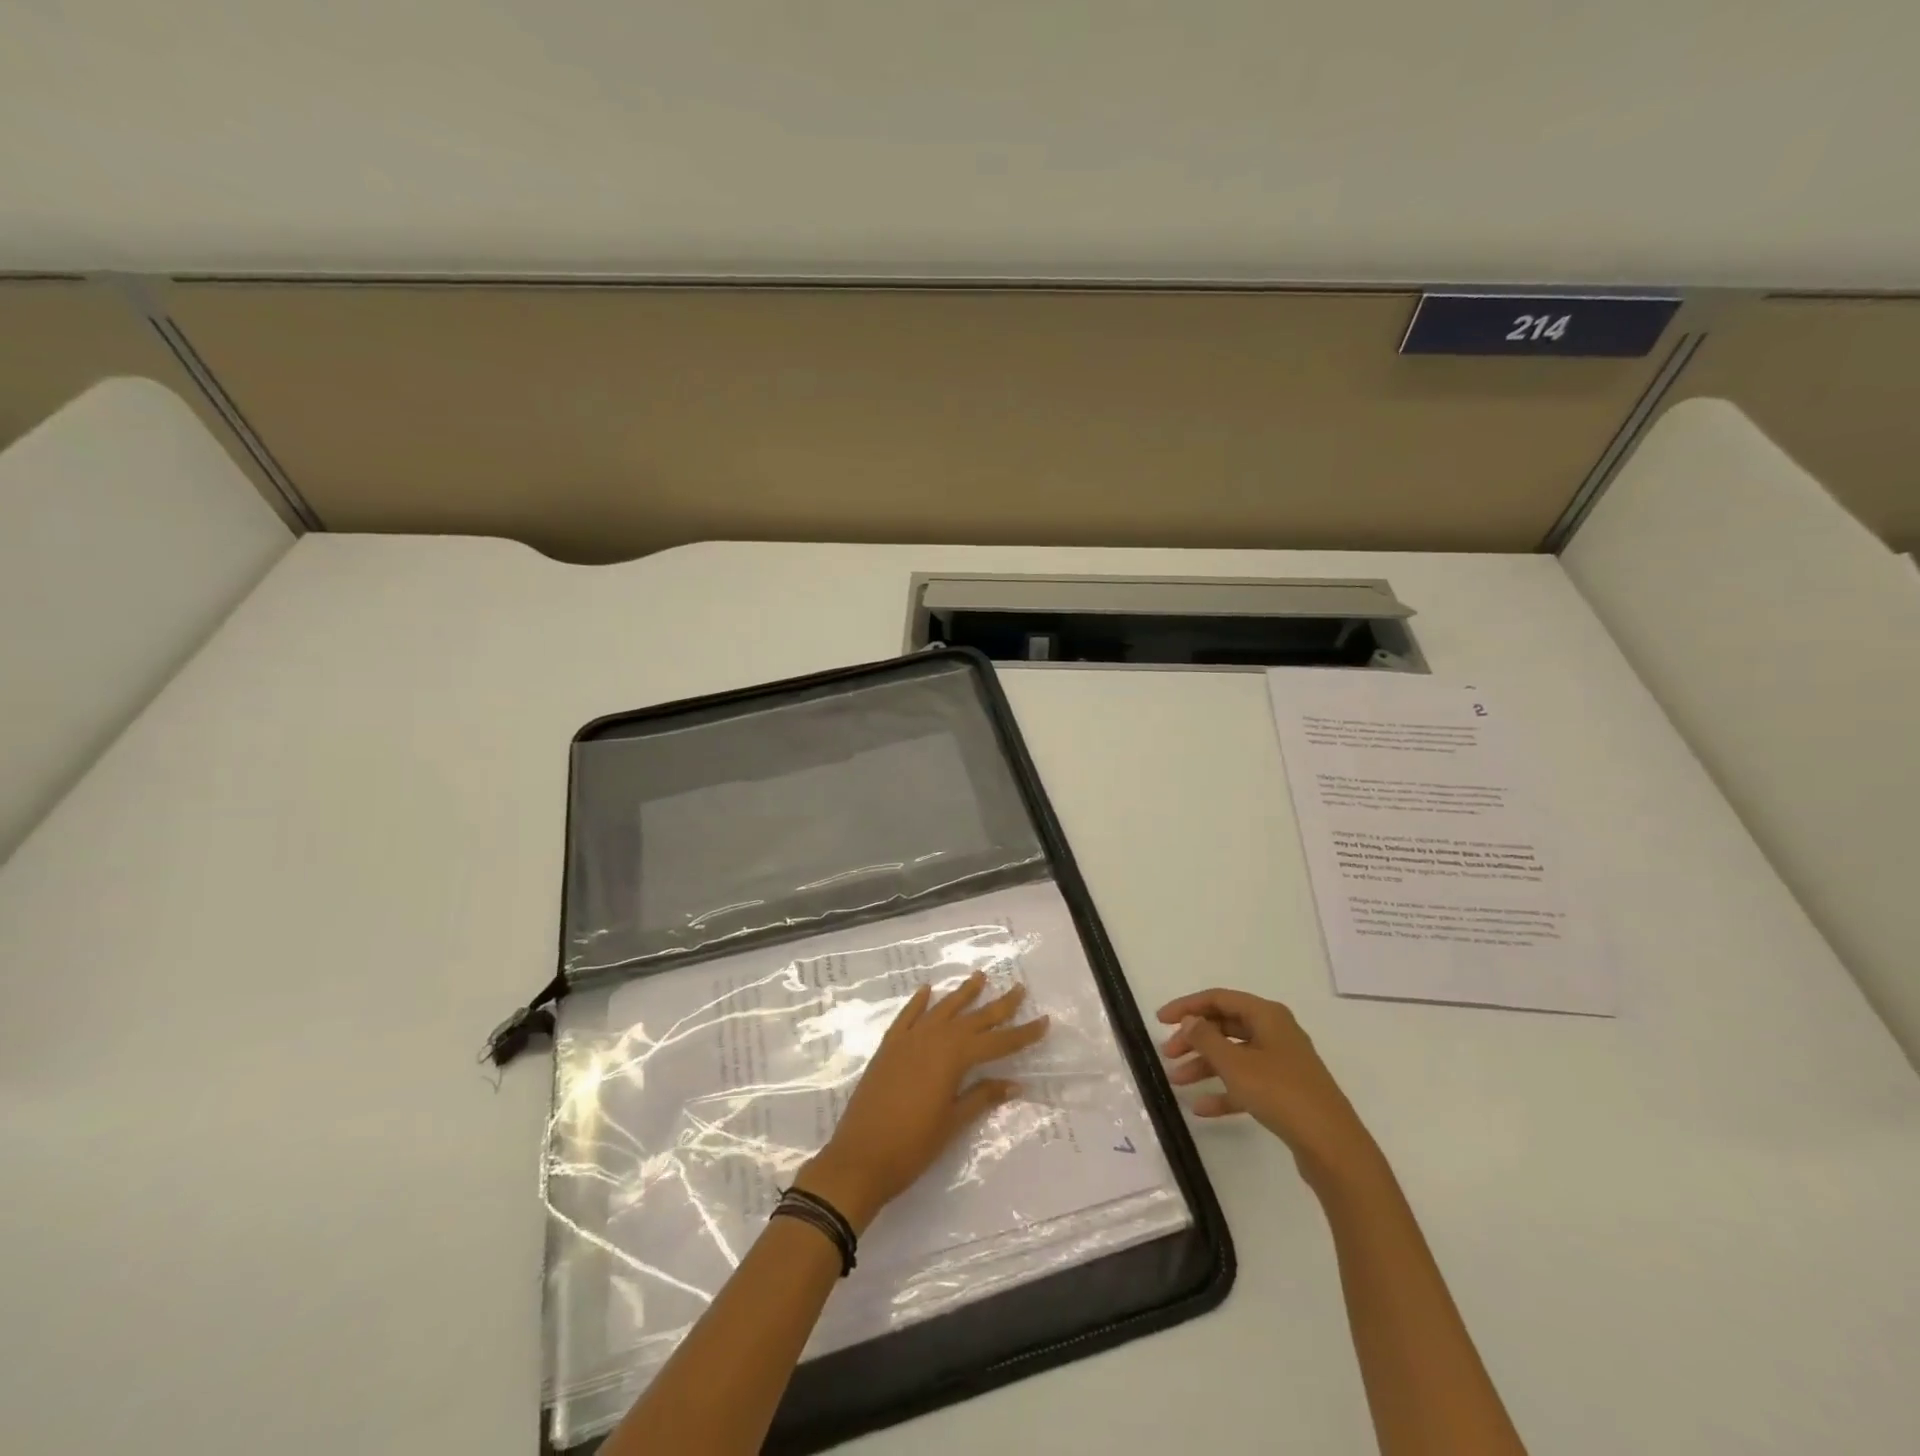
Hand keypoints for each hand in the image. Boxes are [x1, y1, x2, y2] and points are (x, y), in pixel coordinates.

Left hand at [796, 972, 1049, 1232]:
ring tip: (980, 976)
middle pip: (973, 1019)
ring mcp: (908, 1041)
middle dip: (999, 1005)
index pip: (997, 1043)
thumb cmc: (912, 1146)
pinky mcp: (888, 1048)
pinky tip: (927, 990)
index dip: (1022, 1034)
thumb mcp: (952, 1123)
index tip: (1045, 1020)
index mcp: (954, 1058)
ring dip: (962, 994)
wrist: (859, 1158)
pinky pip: (907, 1016)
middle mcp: (933, 1040)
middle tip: (1019, 988)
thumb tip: (1014, 1083)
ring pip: (942, 1009)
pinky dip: (918, 1002)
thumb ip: (982, 1097)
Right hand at [1158, 988, 1377, 1184]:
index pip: (1218, 999)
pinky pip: (1246, 1083)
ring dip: (1204, 1066)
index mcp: (1267, 1015)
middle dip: (1194, 1040)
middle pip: (1225, 1027)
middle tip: (1168, 1054)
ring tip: (1177, 1081)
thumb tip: (1189, 1021)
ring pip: (1234, 1056)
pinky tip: (1201, 1109)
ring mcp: (1281, 1063)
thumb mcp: (1235, 1064)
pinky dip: (1224, 1091)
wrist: (1332, 1146)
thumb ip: (1206, 1038)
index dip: (1187, 1007)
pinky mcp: (1285, 1092)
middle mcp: (1275, 1032)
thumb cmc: (1280, 1093)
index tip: (1160, 1021)